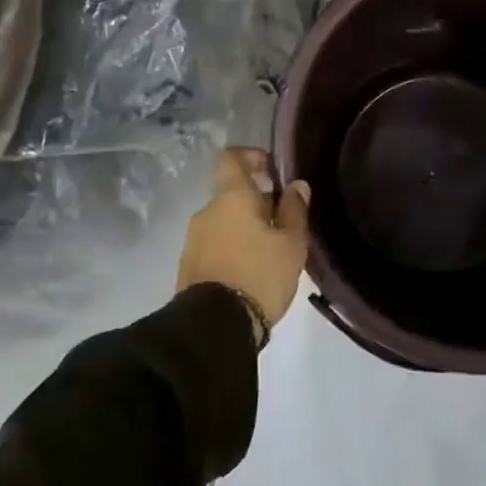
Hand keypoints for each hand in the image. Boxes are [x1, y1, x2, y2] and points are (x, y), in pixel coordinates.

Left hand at [177, 148, 310, 344]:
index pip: (233, 159)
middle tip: (283, 221)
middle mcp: (206, 212)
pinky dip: (233, 248)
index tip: (272, 169)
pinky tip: (251, 269)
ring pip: (223, 221)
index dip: (252, 157)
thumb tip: (296, 185)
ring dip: (244, 227)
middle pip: (231, 194)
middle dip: (256, 202)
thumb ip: (294, 209)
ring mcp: (193, 240)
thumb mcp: (291, 243)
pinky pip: (215, 245)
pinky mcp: (188, 267)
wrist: (214, 328)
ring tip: (270, 250)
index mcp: (231, 197)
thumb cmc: (259, 275)